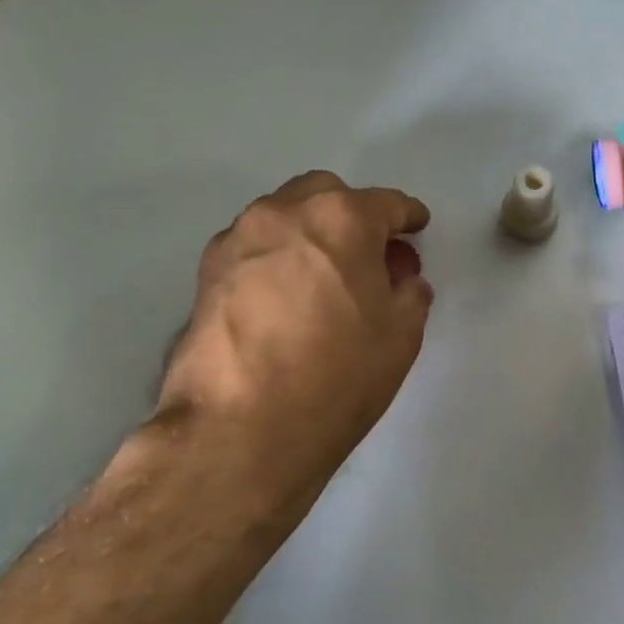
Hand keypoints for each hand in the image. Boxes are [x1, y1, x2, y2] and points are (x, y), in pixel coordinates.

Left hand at [155, 170, 433, 504]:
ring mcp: (238, 240)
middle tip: (369, 256)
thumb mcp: (400, 337)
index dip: (408, 216)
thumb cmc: (336, 376)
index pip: (386, 204)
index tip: (416, 226)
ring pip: (284, 217)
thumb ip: (410, 294)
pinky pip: (254, 248)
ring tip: (326, 278)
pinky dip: (278, 258)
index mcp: (341, 219)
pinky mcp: (206, 273)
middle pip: (327, 195)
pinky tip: (286, 297)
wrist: (240, 428)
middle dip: (354, 215)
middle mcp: (284, 213)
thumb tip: (403, 280)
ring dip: (311, 234)